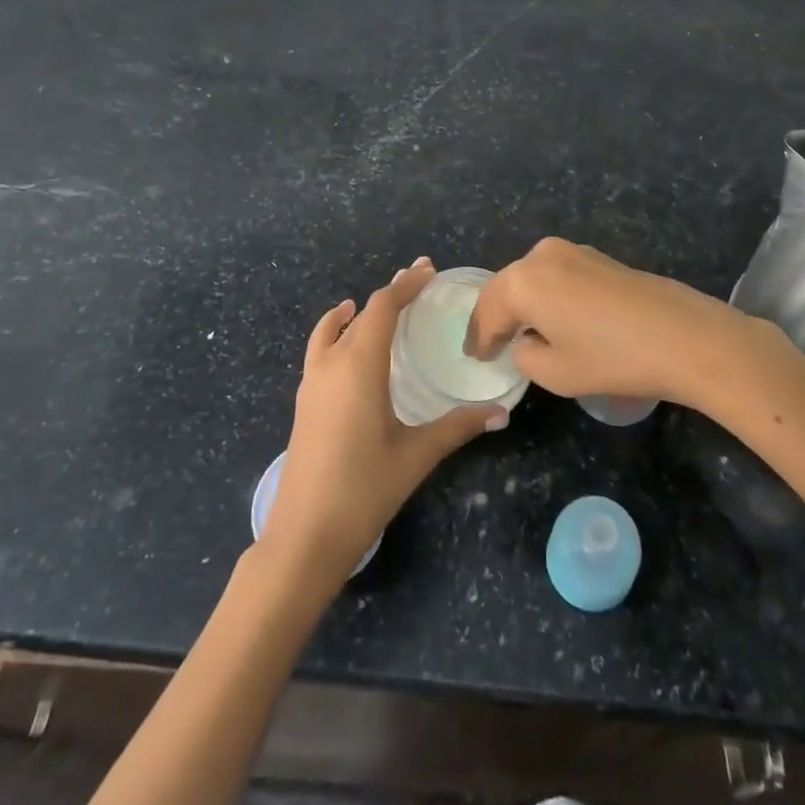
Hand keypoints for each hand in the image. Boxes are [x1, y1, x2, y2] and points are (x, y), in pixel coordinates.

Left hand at [262, 258, 508, 588]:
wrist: (304, 534)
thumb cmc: (364, 490)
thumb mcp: (416, 455)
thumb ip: (457, 428)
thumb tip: (501, 412)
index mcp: (359, 366)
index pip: (383, 307)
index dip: (405, 284)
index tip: (428, 270)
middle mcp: (332, 362)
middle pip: (362, 312)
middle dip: (391, 293)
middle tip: (420, 283)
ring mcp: (312, 380)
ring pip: (337, 327)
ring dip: (362, 310)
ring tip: (387, 302)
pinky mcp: (304, 398)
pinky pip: (321, 346)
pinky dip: (336, 328)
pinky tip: (345, 333)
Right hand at [466, 237, 770, 409]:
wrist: (685, 337)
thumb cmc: (613, 358)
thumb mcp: (556, 373)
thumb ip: (525, 356)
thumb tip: (527, 342)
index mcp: (522, 280)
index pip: (488, 311)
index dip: (479, 338)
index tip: (475, 357)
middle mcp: (540, 255)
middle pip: (506, 287)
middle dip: (496, 315)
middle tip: (489, 343)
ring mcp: (572, 251)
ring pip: (531, 278)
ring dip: (522, 303)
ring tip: (519, 331)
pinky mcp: (597, 257)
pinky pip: (556, 276)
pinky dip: (547, 295)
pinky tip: (554, 317)